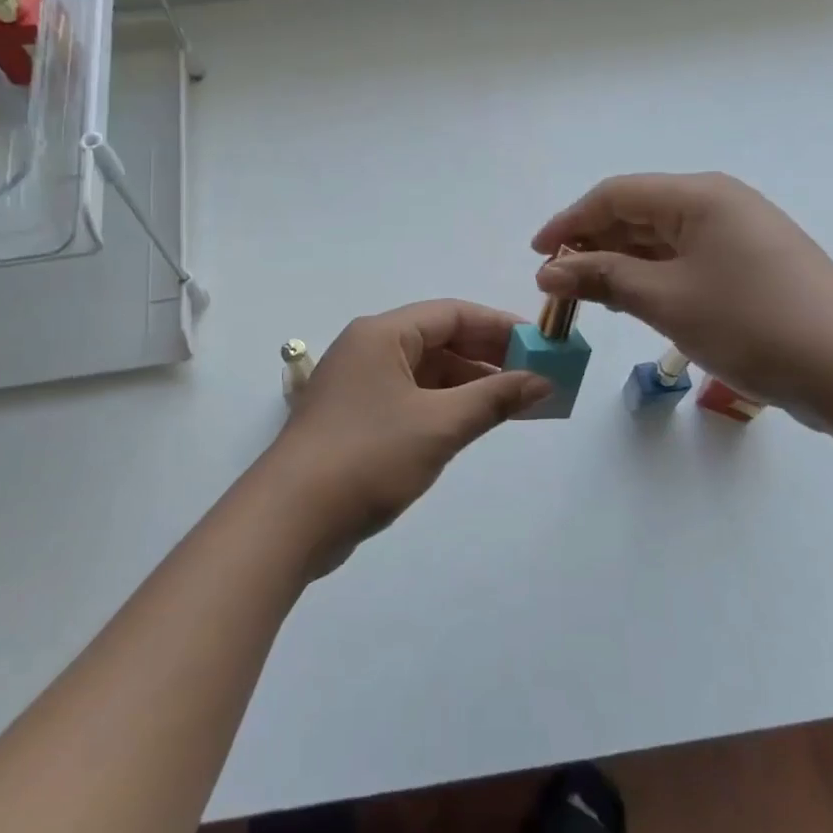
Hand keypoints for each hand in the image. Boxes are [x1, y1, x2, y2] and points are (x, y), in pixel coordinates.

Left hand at [263, 300, 550, 575]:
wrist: (290, 518)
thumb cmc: (368, 457)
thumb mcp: (440, 425)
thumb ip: (494, 399)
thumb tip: (542, 381)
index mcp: (383, 334)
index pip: (453, 314)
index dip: (501, 326)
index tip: (542, 345)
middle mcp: (369, 350)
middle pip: (440, 340)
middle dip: (489, 357)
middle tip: (536, 375)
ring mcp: (359, 385)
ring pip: (426, 372)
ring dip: (470, 385)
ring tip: (516, 403)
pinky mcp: (356, 419)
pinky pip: (412, 398)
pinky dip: (445, 406)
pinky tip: (474, 423)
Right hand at [532, 172, 832, 417]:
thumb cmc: (751, 323)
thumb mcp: (666, 300)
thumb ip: (603, 278)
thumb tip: (549, 272)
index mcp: (698, 196)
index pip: (615, 194)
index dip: (569, 222)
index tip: (536, 257)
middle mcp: (718, 204)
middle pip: (638, 213)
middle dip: (593, 245)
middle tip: (559, 285)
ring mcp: (739, 235)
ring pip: (661, 239)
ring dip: (621, 263)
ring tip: (589, 297)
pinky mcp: (750, 267)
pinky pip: (685, 260)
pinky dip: (652, 277)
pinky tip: (634, 302)